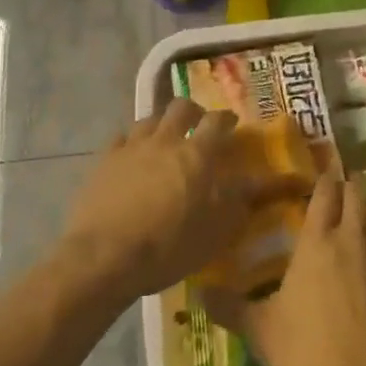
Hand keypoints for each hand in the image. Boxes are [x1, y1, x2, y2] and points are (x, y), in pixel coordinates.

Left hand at [61, 99, 295, 302]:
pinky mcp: (104, 161)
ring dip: (162, 124)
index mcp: (197, 154)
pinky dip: (131, 142)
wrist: (104, 257)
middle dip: (193, 111)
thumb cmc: (169, 246)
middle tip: (198, 124)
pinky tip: (131, 155)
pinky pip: (121, 138)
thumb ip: (239, 200)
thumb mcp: (216, 230)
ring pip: (149, 119)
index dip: (226, 118)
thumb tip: (261, 180)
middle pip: (181, 107)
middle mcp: (165, 140)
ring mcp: (131, 148)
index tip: (232, 122)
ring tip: (164, 139)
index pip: (217, 121)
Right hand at [203, 161, 365, 365]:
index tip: (324, 173)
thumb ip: (229, 307)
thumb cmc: (305, 349)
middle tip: (346, 186)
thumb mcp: (260, 329)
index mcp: (317, 242)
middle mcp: (353, 240)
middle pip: (358, 195)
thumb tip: (197, 293)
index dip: (325, 180)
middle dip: (352, 186)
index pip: (324, 194)